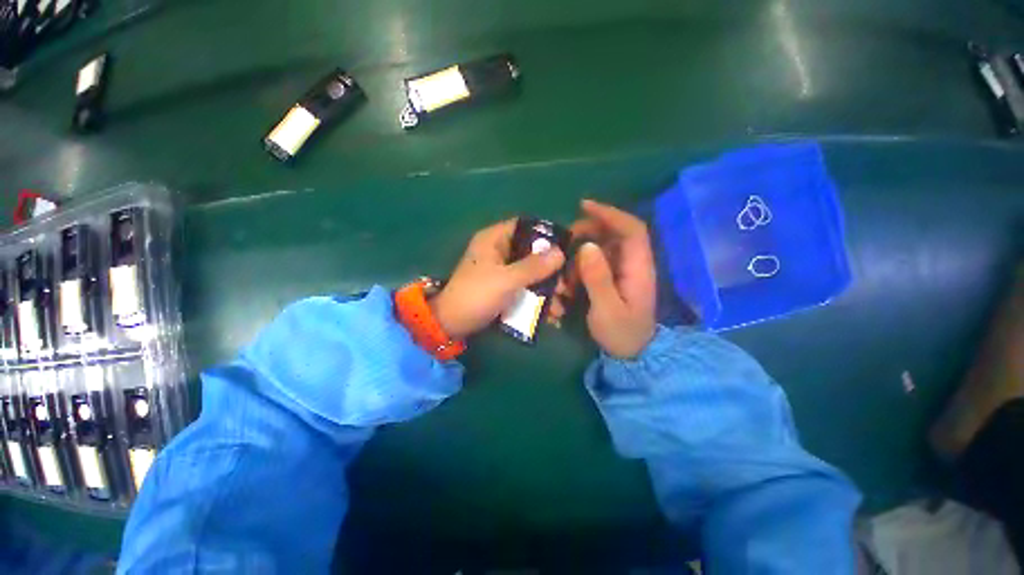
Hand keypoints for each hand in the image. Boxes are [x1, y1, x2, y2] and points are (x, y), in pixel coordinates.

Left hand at [430, 219, 565, 340]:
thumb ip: (533, 267)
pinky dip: (536, 296)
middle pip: (531, 251)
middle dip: (551, 269)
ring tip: (561, 305)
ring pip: (530, 271)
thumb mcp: (506, 280)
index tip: (567, 246)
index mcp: (494, 239)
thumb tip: (561, 252)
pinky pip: (524, 285)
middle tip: (567, 284)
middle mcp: (498, 250)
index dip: (546, 233)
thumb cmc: (476, 295)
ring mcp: (500, 270)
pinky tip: (550, 312)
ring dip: (546, 286)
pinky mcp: (502, 286)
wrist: (451, 324)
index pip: (525, 226)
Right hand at [553, 200, 655, 358]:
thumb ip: (598, 278)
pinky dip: (582, 263)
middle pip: (616, 232)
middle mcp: (634, 263)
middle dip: (590, 230)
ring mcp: (625, 270)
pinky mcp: (616, 277)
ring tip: (566, 265)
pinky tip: (571, 278)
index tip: (584, 207)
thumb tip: (586, 246)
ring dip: (583, 249)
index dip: (610, 214)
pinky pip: (599, 260)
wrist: (634, 354)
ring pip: (605, 245)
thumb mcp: (607, 309)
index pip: (632, 229)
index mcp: (639, 268)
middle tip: (566, 238)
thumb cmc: (622, 333)